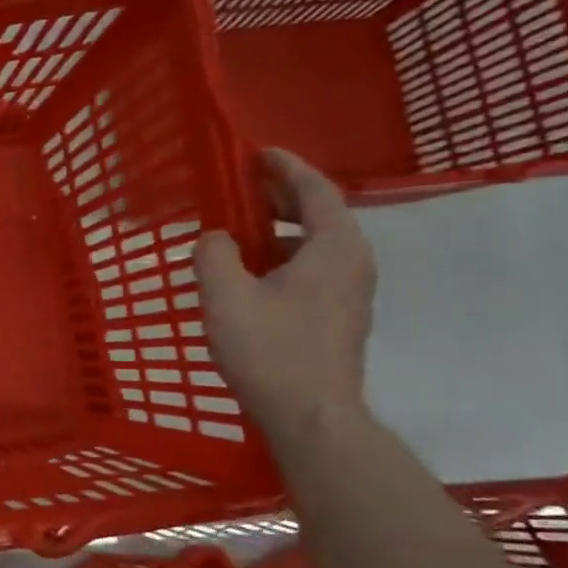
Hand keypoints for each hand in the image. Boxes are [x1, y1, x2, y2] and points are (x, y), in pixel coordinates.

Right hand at [193, 149, 376, 441]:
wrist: (309, 414)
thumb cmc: (268, 349)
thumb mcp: (225, 296)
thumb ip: (214, 254)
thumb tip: (216, 238)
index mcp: (333, 248)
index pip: (316, 191)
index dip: (286, 168)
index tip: (258, 154)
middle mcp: (353, 262)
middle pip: (321, 214)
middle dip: (282, 196)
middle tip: (242, 188)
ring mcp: (351, 292)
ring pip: (318, 243)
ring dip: (282, 228)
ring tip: (241, 230)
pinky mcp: (340, 315)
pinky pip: (315, 267)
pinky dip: (285, 255)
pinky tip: (253, 272)